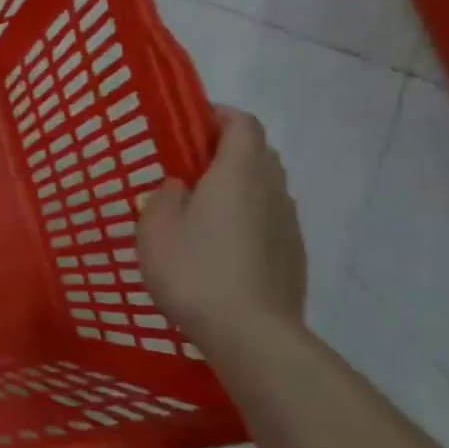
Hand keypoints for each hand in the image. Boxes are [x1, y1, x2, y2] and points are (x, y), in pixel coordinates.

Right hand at [138, 107, 307, 350]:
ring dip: (238, 184)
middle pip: (258, 152)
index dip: (219, 115)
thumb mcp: (155, 229)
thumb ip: (164, 197)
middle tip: (189, 166)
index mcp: (237, 174)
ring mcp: (288, 223)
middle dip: (227, 149)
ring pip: (266, 186)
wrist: (251, 332)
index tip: (190, 123)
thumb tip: (180, 186)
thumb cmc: (193, 270)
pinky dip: (248, 215)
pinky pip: (269, 217)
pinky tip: (221, 243)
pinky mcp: (292, 253)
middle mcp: (271, 190)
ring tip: (202, 207)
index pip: (242, 124)